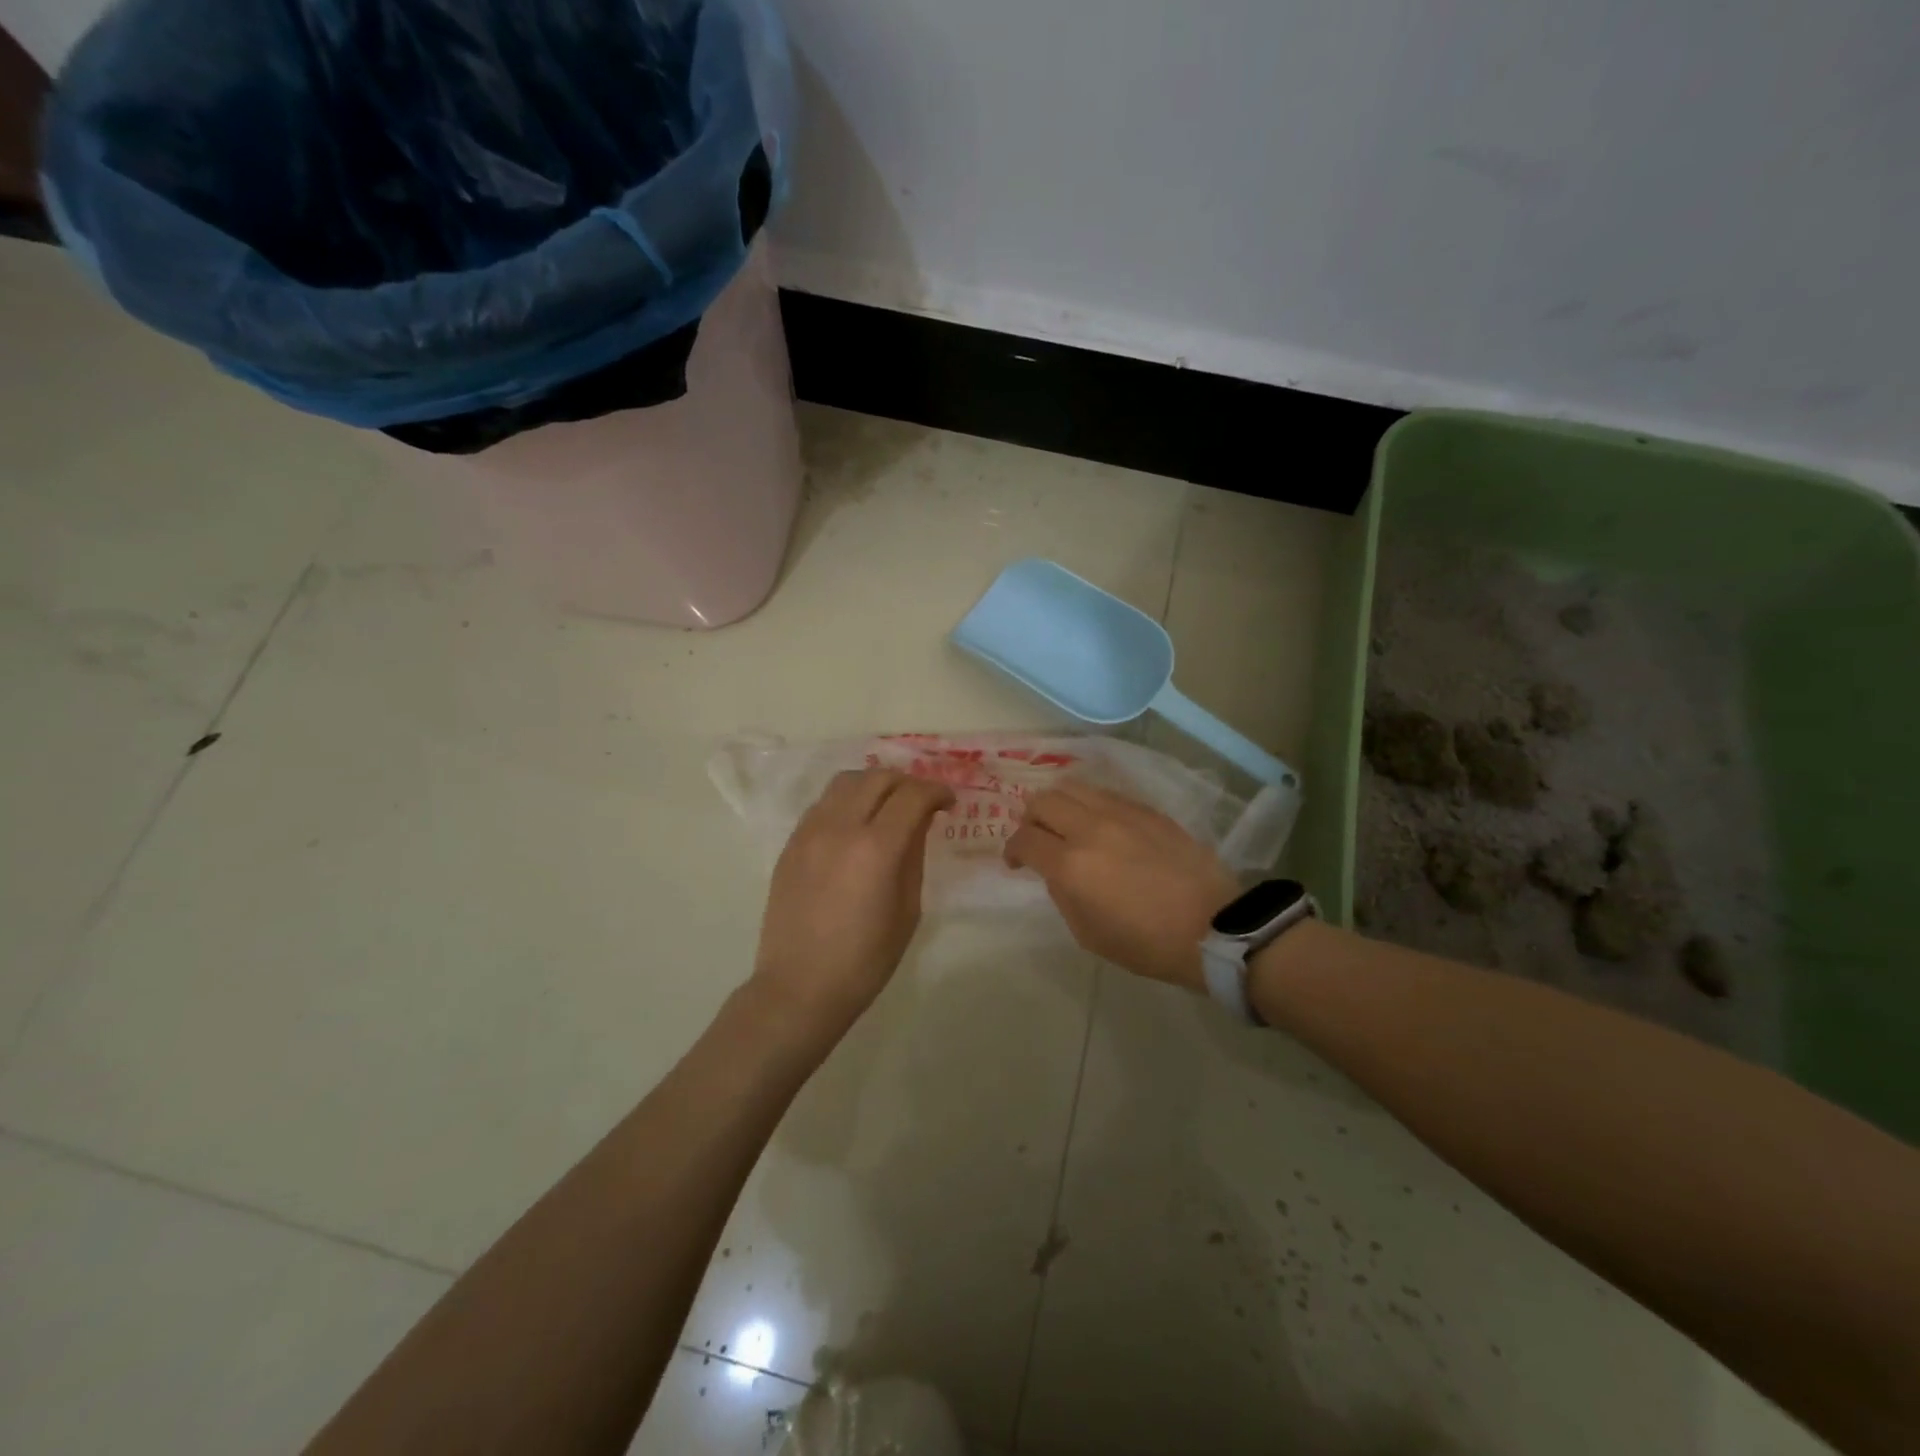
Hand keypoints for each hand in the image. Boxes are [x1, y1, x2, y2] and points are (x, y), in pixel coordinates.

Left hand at [750, 768, 955, 1038]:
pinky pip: (823, 804)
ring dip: (874, 785)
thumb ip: (914, 857)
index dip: (937, 791)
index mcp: (876, 848)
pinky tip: (855, 825)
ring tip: (887, 806)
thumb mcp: (907, 910)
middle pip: (878, 778)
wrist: (800, 987)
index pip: (912, 796)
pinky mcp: (791, 844)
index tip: (949, 803)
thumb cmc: (865, 959)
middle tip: (922, 802)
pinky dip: (846, 801)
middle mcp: (840, 828)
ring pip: (845, 782)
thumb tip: (918, 824)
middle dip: (907, 783)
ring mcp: (810, 832)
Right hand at [1004, 781, 1240, 989]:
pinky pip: (1106, 794)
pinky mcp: (1147, 809)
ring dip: (1060, 805)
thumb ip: (1062, 894)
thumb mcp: (1089, 933)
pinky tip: (1102, 826)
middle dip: (1030, 819)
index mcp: (1071, 865)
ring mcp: (1121, 813)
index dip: (1012, 850)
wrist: (1213, 927)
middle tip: (1038, 839)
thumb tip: (1056, 870)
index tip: (1016, 863)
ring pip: (1073, 787)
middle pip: (1042, 801)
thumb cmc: (1147, 943)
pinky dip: (1091, 805)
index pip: (1024, 839)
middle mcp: (1090, 828)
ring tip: (1068, 825)